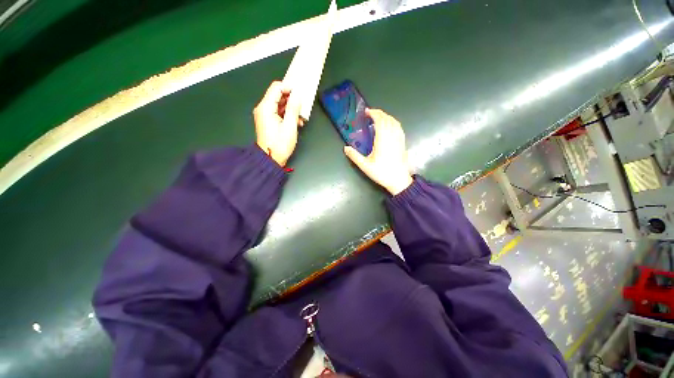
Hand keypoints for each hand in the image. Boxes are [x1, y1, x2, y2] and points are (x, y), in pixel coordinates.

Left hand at [254, 81, 304, 166]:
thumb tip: (297, 95)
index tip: (300, 94)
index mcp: (265, 107)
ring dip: (291, 109)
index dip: (289, 88)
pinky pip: (278, 112)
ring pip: (279, 104)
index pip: (276, 87)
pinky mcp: (268, 121)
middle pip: (278, 95)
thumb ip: (293, 109)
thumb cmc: (280, 145)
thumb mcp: (290, 126)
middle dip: (291, 100)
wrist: (271, 159)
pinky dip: (287, 115)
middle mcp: (262, 108)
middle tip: (302, 108)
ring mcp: (264, 115)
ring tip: (300, 119)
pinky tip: (296, 123)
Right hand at [344, 109, 412, 194]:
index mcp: (382, 140)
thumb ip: (355, 156)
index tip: (367, 112)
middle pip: (387, 119)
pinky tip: (390, 125)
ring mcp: (399, 139)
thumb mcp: (365, 166)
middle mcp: (392, 136)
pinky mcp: (403, 143)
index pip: (380, 121)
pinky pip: (399, 127)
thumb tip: (345, 148)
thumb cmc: (382, 173)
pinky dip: (393, 122)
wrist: (399, 180)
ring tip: (379, 117)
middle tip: (371, 113)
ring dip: (386, 116)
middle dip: (379, 113)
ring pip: (394, 122)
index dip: (374, 114)